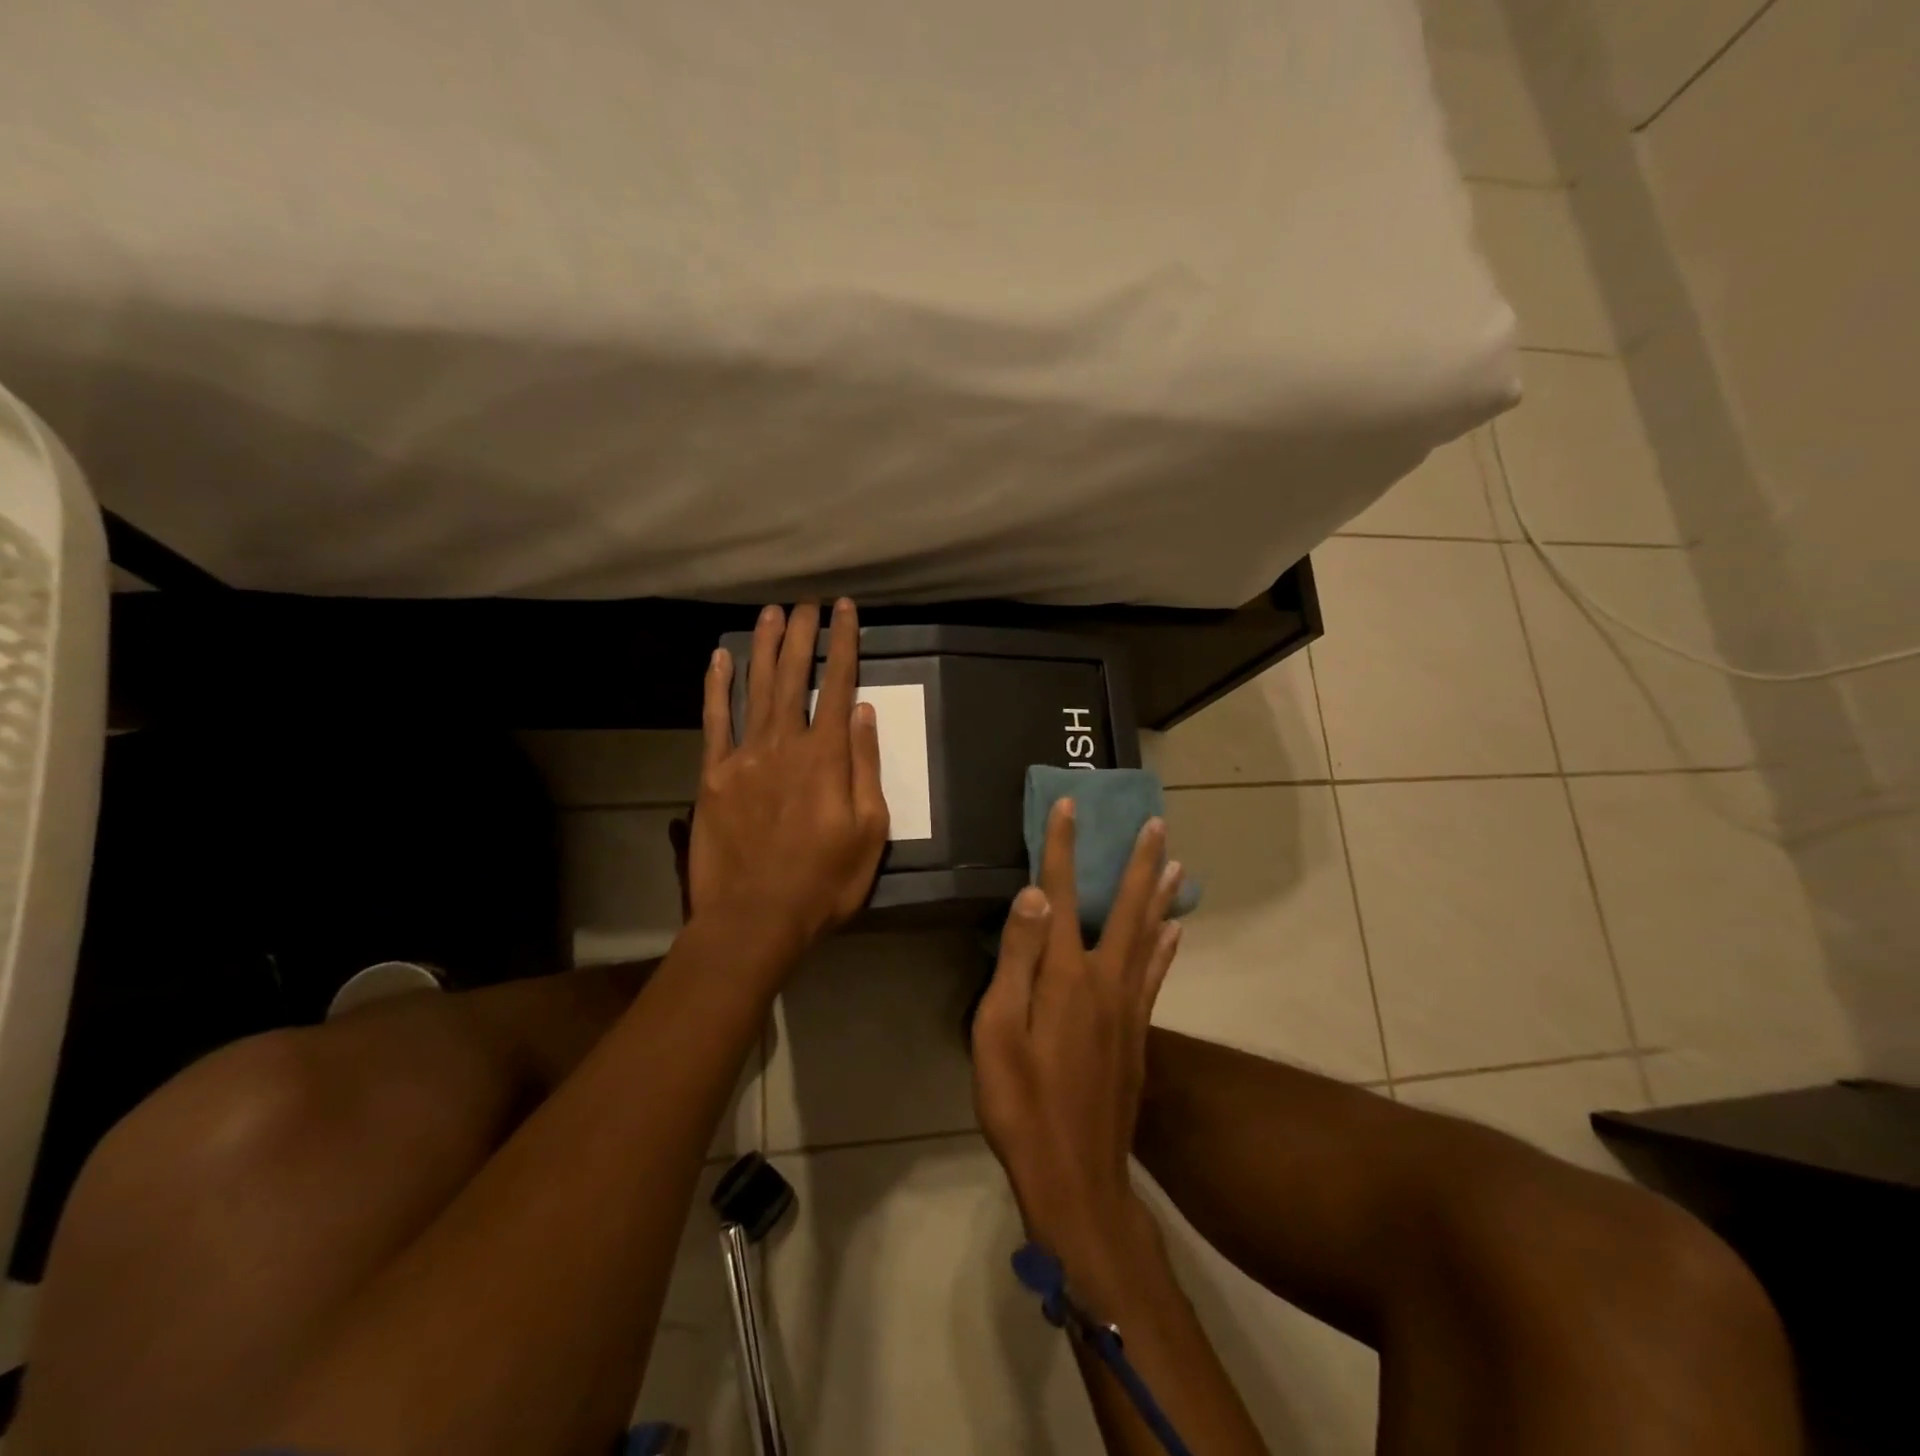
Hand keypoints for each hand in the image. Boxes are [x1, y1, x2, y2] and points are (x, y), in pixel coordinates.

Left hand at [683, 599, 889, 956]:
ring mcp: (744, 756)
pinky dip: (716, 687)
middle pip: (793, 676)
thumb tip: (864, 712)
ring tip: (770, 614)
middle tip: (805, 603)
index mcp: (827, 756)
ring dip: (763, 648)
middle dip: (802, 635)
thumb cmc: (824, 881)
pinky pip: (714, 721)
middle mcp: (784, 743)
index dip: (843, 643)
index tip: (845, 610)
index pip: (838, 685)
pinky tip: (719, 659)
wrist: (755, 917)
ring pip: (755, 688)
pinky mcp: (713, 776)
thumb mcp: (870, 831)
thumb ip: (866, 767)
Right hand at [971, 800, 1184, 1265]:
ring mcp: (1129, 1007)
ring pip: (1151, 936)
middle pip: (1126, 907)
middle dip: (1138, 860)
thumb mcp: (998, 1030)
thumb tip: (1036, 894)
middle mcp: (1106, 979)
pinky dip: (1168, 946)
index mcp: (1066, 974)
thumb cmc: (1021, 1102)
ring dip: (1161, 895)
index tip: (1069, 804)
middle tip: (1157, 823)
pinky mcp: (1138, 1034)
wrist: (1075, 1177)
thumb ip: (1017, 958)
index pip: (1063, 892)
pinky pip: (1157, 975)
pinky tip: (1176, 930)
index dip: (1062, 845)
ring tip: (1177, 863)